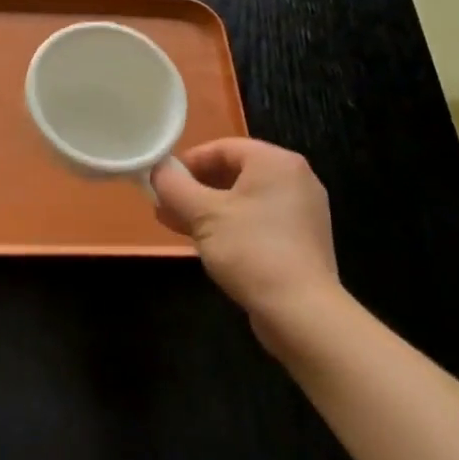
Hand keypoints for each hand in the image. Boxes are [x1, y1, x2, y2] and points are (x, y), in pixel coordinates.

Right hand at [151, 139, 344, 355]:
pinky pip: (257, 220)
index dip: (188, 162)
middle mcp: (294, 179)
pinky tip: (204, 242)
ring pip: (243, 199)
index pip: (223, 147)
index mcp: (276, 163)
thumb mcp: (202, 214)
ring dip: (206, 208)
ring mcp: (300, 211)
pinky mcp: (299, 240)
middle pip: (233, 172)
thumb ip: (174, 186)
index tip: (162, 181)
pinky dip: (229, 225)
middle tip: (164, 204)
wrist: (301, 312)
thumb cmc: (250, 250)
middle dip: (194, 188)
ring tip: (175, 224)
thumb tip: (157, 170)